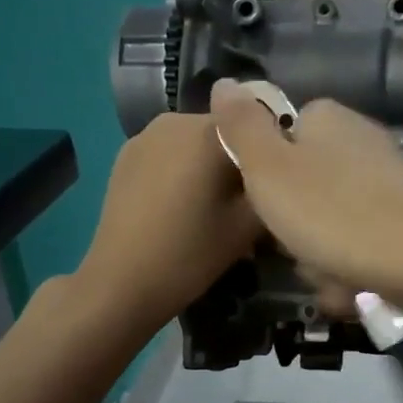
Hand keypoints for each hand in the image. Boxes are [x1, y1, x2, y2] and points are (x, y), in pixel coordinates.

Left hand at [74, 111, 261, 333]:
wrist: (121, 283)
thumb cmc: (191, 254)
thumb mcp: (249, 226)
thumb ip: (272, 185)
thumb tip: (281, 171)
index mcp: (210, 130)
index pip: (259, 123)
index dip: (272, 152)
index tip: (276, 185)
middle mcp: (176, 119)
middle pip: (225, 130)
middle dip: (240, 157)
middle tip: (249, 200)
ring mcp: (146, 134)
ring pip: (196, 141)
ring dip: (211, 163)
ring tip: (216, 204)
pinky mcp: (126, 154)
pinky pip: (170, 152)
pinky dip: (184, 169)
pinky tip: (184, 205)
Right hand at [210, 79, 402, 314]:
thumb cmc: (337, 214)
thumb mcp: (270, 170)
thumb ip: (242, 128)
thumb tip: (224, 82)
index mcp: (326, 121)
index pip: (280, 140)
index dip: (266, 178)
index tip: (267, 206)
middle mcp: (360, 144)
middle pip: (304, 192)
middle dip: (297, 231)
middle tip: (302, 249)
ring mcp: (388, 184)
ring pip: (331, 229)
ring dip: (324, 261)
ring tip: (335, 276)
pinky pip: (363, 250)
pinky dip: (356, 273)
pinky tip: (360, 290)